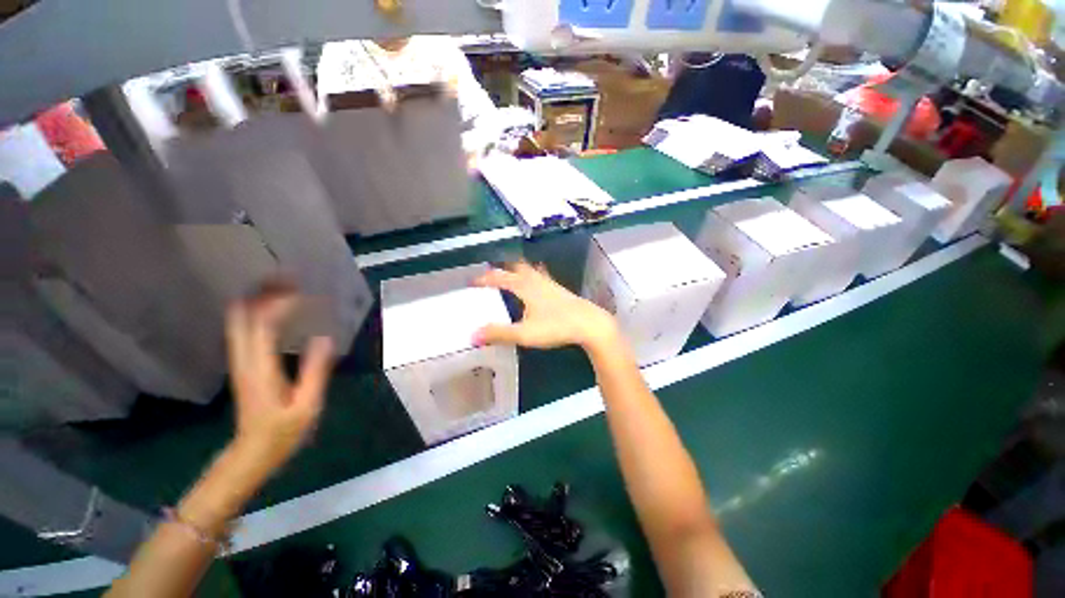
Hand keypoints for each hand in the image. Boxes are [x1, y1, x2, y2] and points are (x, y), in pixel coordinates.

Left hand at [224, 282, 333, 471]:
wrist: (252, 452)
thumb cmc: (284, 432)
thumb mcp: (307, 405)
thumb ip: (315, 371)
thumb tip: (325, 337)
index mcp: (261, 368)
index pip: (263, 325)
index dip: (280, 304)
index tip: (303, 292)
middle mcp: (244, 359)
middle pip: (243, 317)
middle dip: (262, 294)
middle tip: (288, 278)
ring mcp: (240, 361)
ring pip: (240, 321)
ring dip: (257, 300)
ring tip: (282, 286)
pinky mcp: (243, 364)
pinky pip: (244, 330)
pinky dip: (255, 313)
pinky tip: (270, 308)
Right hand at [472, 262, 618, 350]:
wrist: (589, 324)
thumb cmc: (556, 327)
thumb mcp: (525, 333)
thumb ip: (499, 334)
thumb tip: (472, 335)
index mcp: (524, 286)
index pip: (499, 277)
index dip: (485, 279)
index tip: (472, 282)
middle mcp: (535, 280)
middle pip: (515, 266)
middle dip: (501, 269)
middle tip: (491, 276)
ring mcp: (549, 283)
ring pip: (529, 269)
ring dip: (517, 270)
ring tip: (509, 276)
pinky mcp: (559, 289)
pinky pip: (541, 276)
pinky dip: (532, 275)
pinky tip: (536, 283)